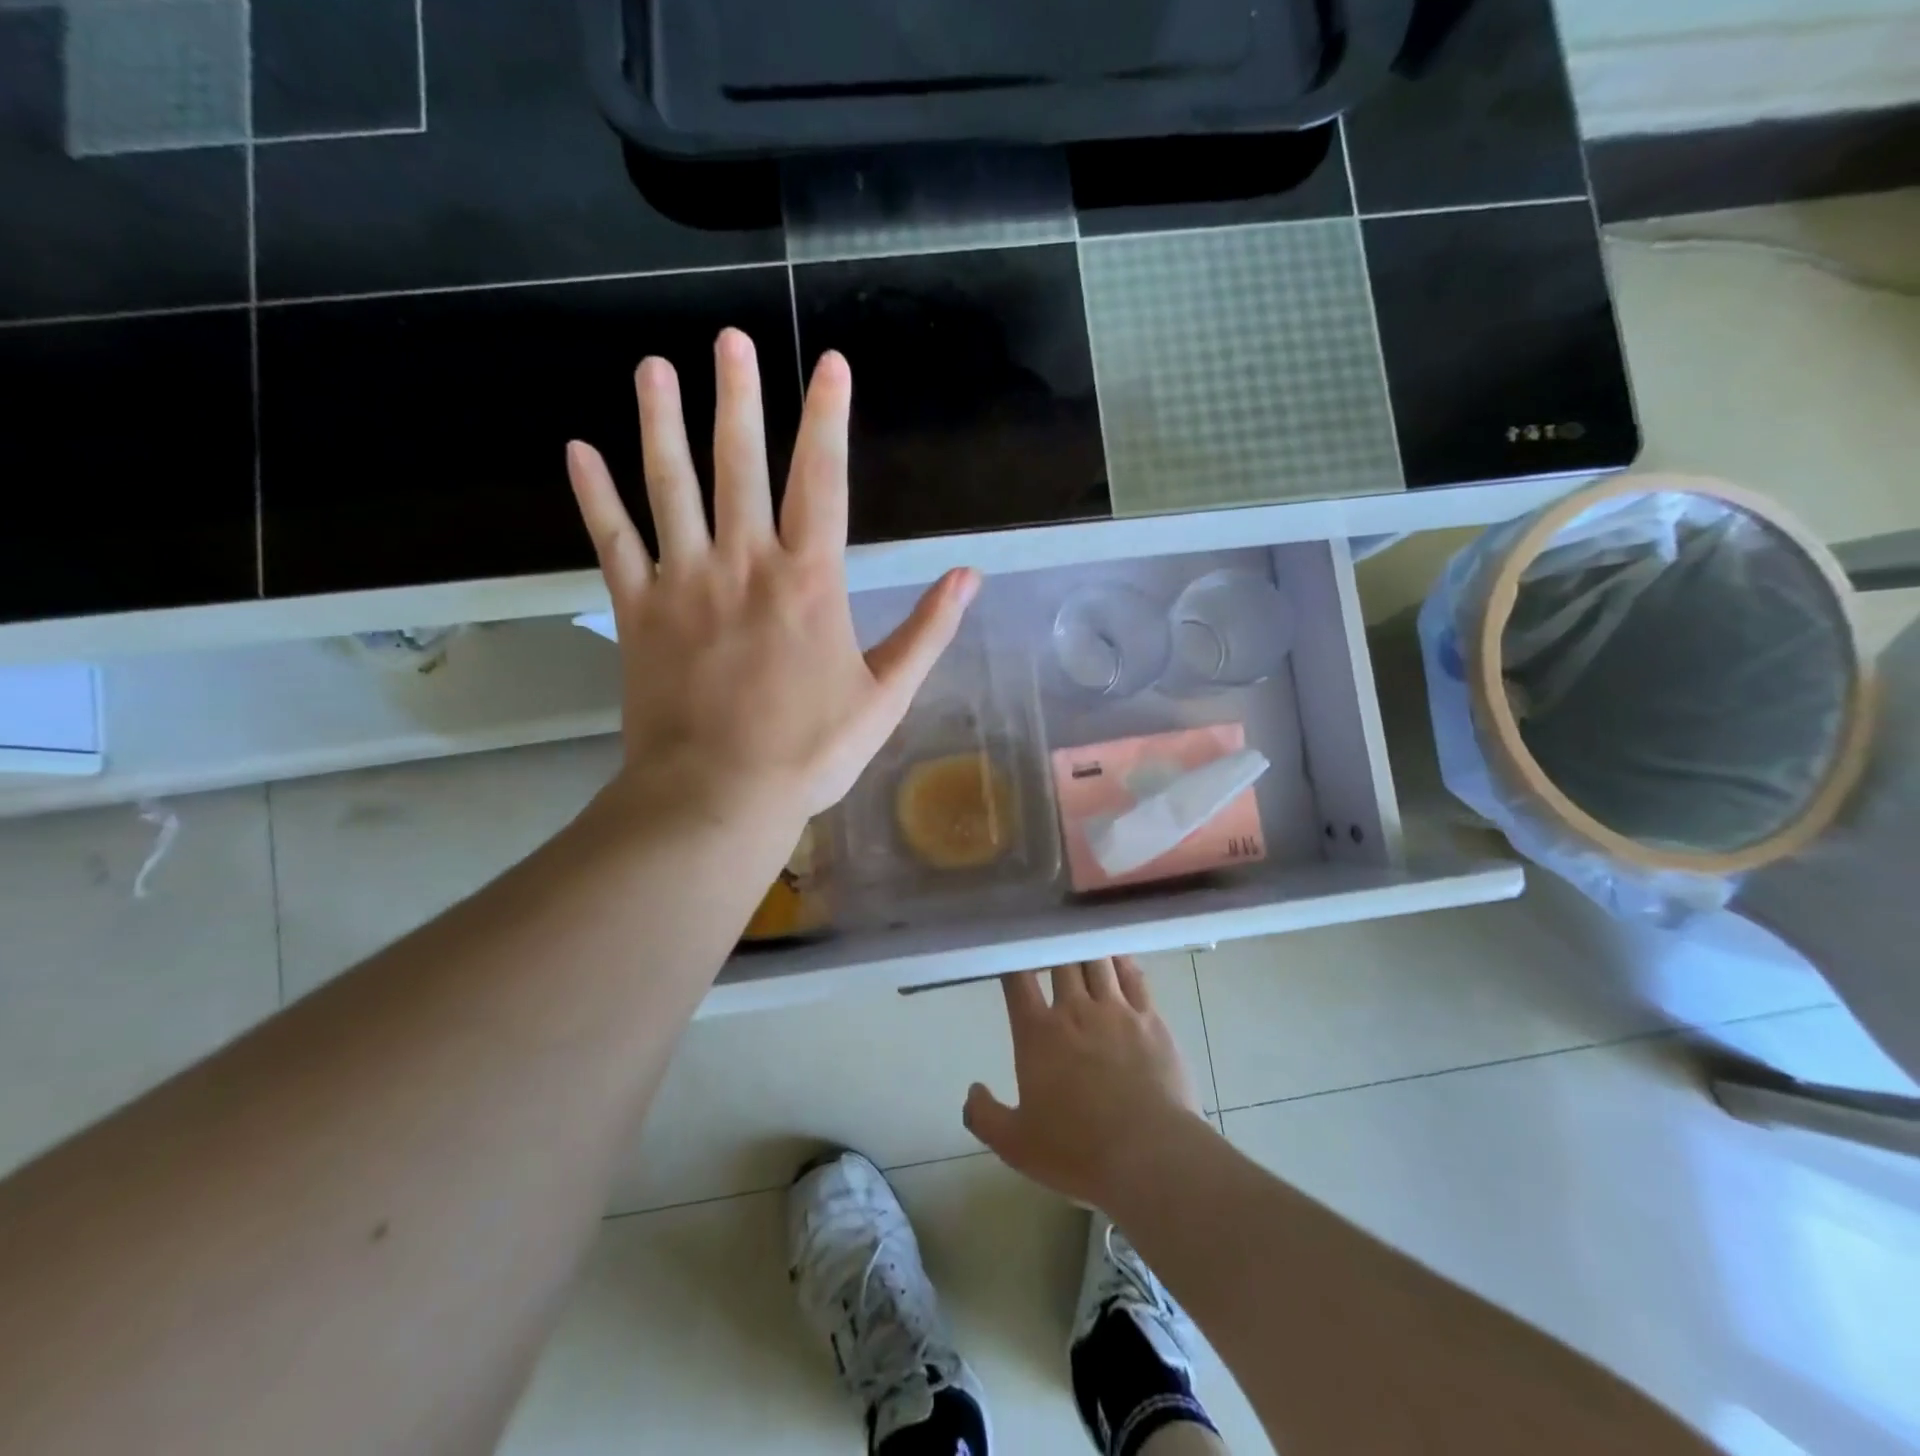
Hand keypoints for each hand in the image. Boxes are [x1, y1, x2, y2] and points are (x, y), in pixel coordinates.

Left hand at [566, 330, 978, 820]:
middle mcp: (745, 563)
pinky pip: (613, 542)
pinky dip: (595, 496)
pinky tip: (578, 451)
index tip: (830, 364)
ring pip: (669, 486)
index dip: (828, 418)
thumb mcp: (886, 697)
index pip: (824, 480)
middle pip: (739, 464)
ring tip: (653, 368)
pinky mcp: (638, 611)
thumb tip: (969, 576)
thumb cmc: (810, 752)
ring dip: (661, 424)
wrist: (719, 796)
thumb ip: (927, 632)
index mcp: (809, 581)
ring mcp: (684, 583)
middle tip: (729, 338)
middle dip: (738, 397)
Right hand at [964, 958, 1207, 1211]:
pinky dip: (1122, 960)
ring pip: (1097, 960)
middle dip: (1053, 946)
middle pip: (1061, 959)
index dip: (1013, 958)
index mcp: (1038, 1033)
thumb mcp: (1016, 1145)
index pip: (1018, 979)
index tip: (1010, 947)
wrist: (1150, 1155)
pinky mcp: (1150, 1019)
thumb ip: (985, 1116)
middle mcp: (1075, 1010)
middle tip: (1048, 938)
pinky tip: (1118, 955)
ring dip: (1086, 947)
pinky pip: (1134, 976)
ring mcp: (1116, 1010)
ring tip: (1081, 937)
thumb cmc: (1078, 1151)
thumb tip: (972, 1091)